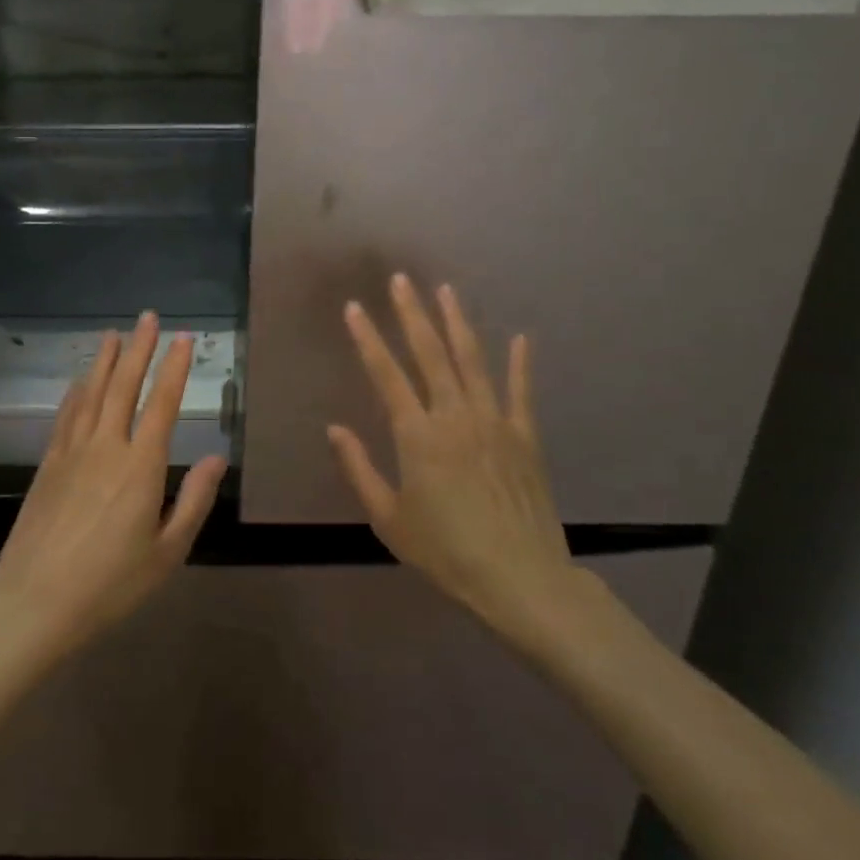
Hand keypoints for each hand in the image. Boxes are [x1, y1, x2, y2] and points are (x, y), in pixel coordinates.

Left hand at [0, 312, 227, 668]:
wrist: (36, 603)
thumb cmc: (111, 585)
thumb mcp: (167, 553)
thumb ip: (195, 501)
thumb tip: (218, 458)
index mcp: (141, 467)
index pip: (162, 403)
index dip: (174, 368)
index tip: (183, 339)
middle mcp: (106, 447)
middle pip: (124, 386)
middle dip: (139, 348)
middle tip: (148, 317)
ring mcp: (71, 452)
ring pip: (92, 393)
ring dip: (105, 360)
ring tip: (114, 334)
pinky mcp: (47, 464)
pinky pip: (65, 415)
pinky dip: (76, 391)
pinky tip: (80, 379)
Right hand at [328, 274, 582, 645]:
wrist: (520, 579)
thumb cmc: (444, 551)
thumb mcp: (388, 518)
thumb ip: (359, 468)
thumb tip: (335, 428)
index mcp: (417, 435)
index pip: (386, 374)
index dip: (368, 338)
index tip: (354, 308)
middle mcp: (454, 416)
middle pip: (430, 353)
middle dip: (413, 313)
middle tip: (402, 280)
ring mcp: (494, 422)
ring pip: (472, 361)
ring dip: (457, 323)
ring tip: (446, 291)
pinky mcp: (524, 437)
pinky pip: (520, 392)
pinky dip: (520, 363)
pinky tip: (521, 338)